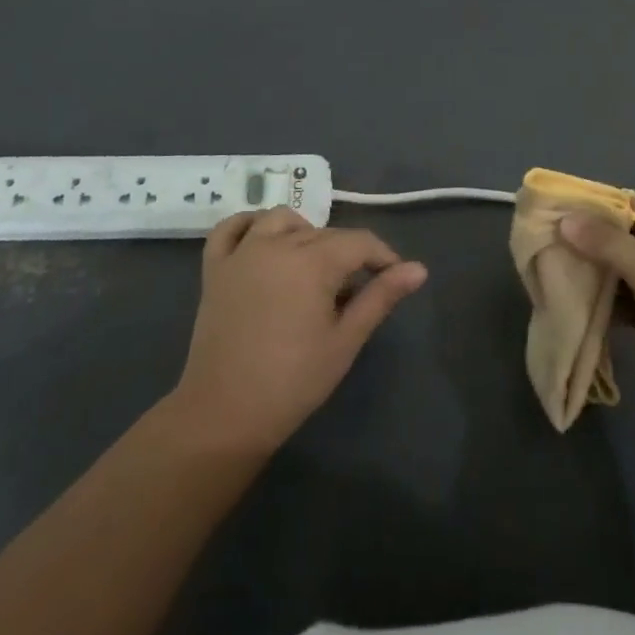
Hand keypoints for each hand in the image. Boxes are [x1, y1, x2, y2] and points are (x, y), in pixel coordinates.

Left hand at [171, 208, 427, 452]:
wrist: (225, 414)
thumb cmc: (294, 381)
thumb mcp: (346, 339)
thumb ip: (381, 296)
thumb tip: (419, 269)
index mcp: (313, 260)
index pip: (360, 242)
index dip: (383, 256)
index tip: (395, 278)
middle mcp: (277, 244)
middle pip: (324, 234)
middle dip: (348, 254)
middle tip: (357, 291)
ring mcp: (242, 253)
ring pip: (281, 220)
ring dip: (304, 232)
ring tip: (313, 266)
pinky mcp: (215, 268)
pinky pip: (230, 229)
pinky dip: (248, 225)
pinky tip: (263, 240)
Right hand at [559, 197, 634, 430]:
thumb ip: (608, 244)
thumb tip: (564, 220)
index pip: (627, 207)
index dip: (593, 206)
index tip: (553, 208)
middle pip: (616, 240)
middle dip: (583, 241)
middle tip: (540, 241)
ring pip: (613, 273)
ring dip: (586, 273)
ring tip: (545, 270)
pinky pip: (615, 303)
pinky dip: (595, 303)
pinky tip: (567, 302)